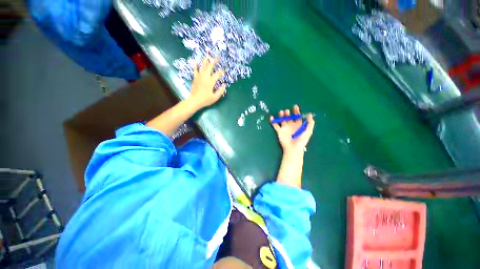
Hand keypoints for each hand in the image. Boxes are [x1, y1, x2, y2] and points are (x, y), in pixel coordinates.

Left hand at [188, 56, 225, 109]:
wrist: (195, 101)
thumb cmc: (206, 100)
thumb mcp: (215, 97)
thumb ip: (221, 91)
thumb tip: (224, 84)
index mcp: (211, 81)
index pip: (217, 74)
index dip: (221, 71)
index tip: (224, 70)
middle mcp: (205, 77)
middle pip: (210, 66)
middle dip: (214, 61)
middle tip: (217, 56)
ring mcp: (199, 76)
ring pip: (203, 66)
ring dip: (206, 60)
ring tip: (208, 55)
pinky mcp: (195, 78)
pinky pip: (195, 70)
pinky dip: (196, 65)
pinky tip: (196, 60)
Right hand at [270, 105, 314, 155]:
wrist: (293, 148)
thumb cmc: (301, 140)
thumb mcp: (308, 131)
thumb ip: (310, 123)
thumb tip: (310, 114)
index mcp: (298, 125)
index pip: (297, 116)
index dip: (296, 111)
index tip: (295, 106)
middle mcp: (291, 126)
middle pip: (289, 117)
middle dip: (287, 113)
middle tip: (287, 111)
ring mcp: (284, 128)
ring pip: (282, 120)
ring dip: (281, 115)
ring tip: (281, 112)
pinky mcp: (279, 131)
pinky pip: (275, 125)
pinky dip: (273, 121)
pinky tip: (272, 117)